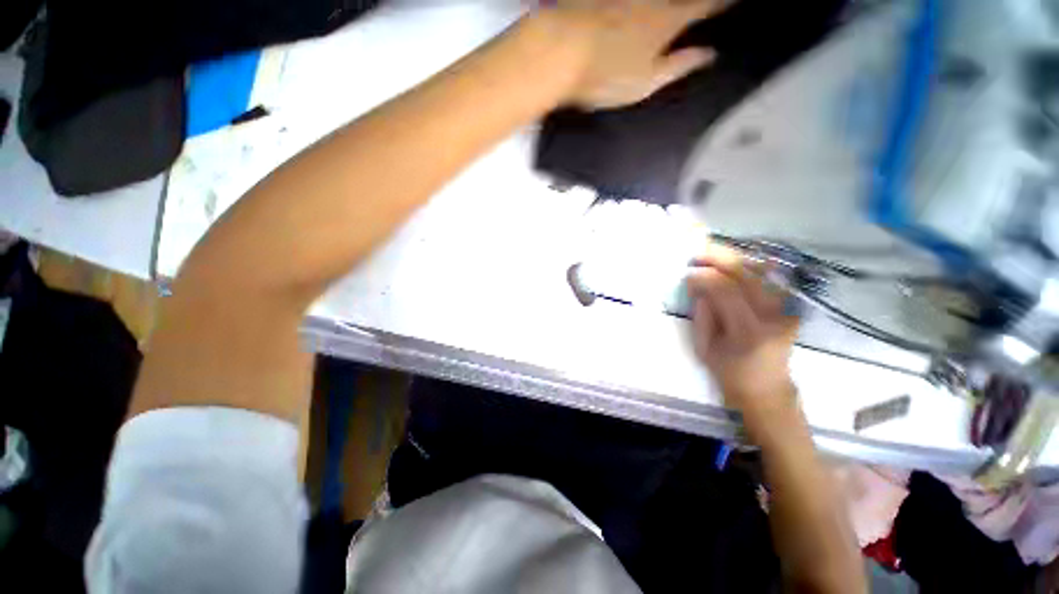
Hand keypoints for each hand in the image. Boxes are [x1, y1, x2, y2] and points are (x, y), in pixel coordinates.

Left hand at [539, 0, 727, 108]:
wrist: (559, 50)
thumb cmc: (606, 75)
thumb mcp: (645, 83)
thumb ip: (678, 67)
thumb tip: (709, 55)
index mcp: (667, 22)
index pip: (703, 7)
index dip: (720, 3)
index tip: (733, 1)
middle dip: (690, 1)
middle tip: (696, 7)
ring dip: (661, 3)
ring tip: (662, 12)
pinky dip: (632, 4)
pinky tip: (632, 10)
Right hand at [687, 245, 799, 421]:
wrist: (766, 388)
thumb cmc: (729, 373)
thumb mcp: (704, 348)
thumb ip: (702, 315)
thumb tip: (698, 285)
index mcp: (748, 331)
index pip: (726, 291)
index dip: (705, 277)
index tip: (688, 273)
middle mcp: (773, 316)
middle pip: (747, 276)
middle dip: (720, 258)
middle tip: (698, 251)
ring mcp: (786, 310)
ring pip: (761, 273)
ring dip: (735, 258)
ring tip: (712, 251)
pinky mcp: (790, 308)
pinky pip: (768, 279)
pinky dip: (749, 266)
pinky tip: (733, 261)